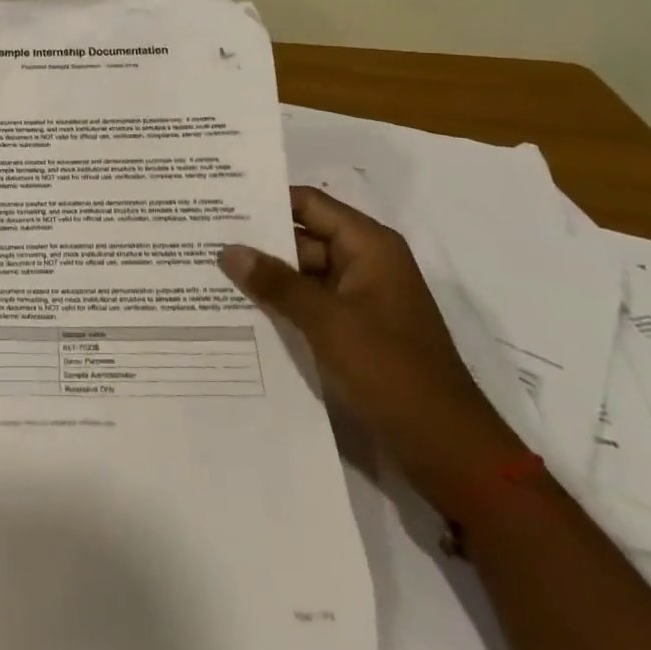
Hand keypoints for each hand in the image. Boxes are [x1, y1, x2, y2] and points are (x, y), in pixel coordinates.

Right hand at [218, 186, 526, 512]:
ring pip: (302, 274)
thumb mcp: (328, 322)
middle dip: (257, 241)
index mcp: (369, 246)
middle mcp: (365, 263)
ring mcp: (360, 299)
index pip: (309, 204)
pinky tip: (238, 309)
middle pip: (302, 237)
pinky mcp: (354, 332)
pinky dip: (280, 305)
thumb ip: (276, 283)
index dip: (266, 199)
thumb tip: (228, 250)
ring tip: (208, 270)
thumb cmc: (392, 372)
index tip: (219, 199)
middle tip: (201, 237)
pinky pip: (310, 305)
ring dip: (265, 276)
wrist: (448, 451)